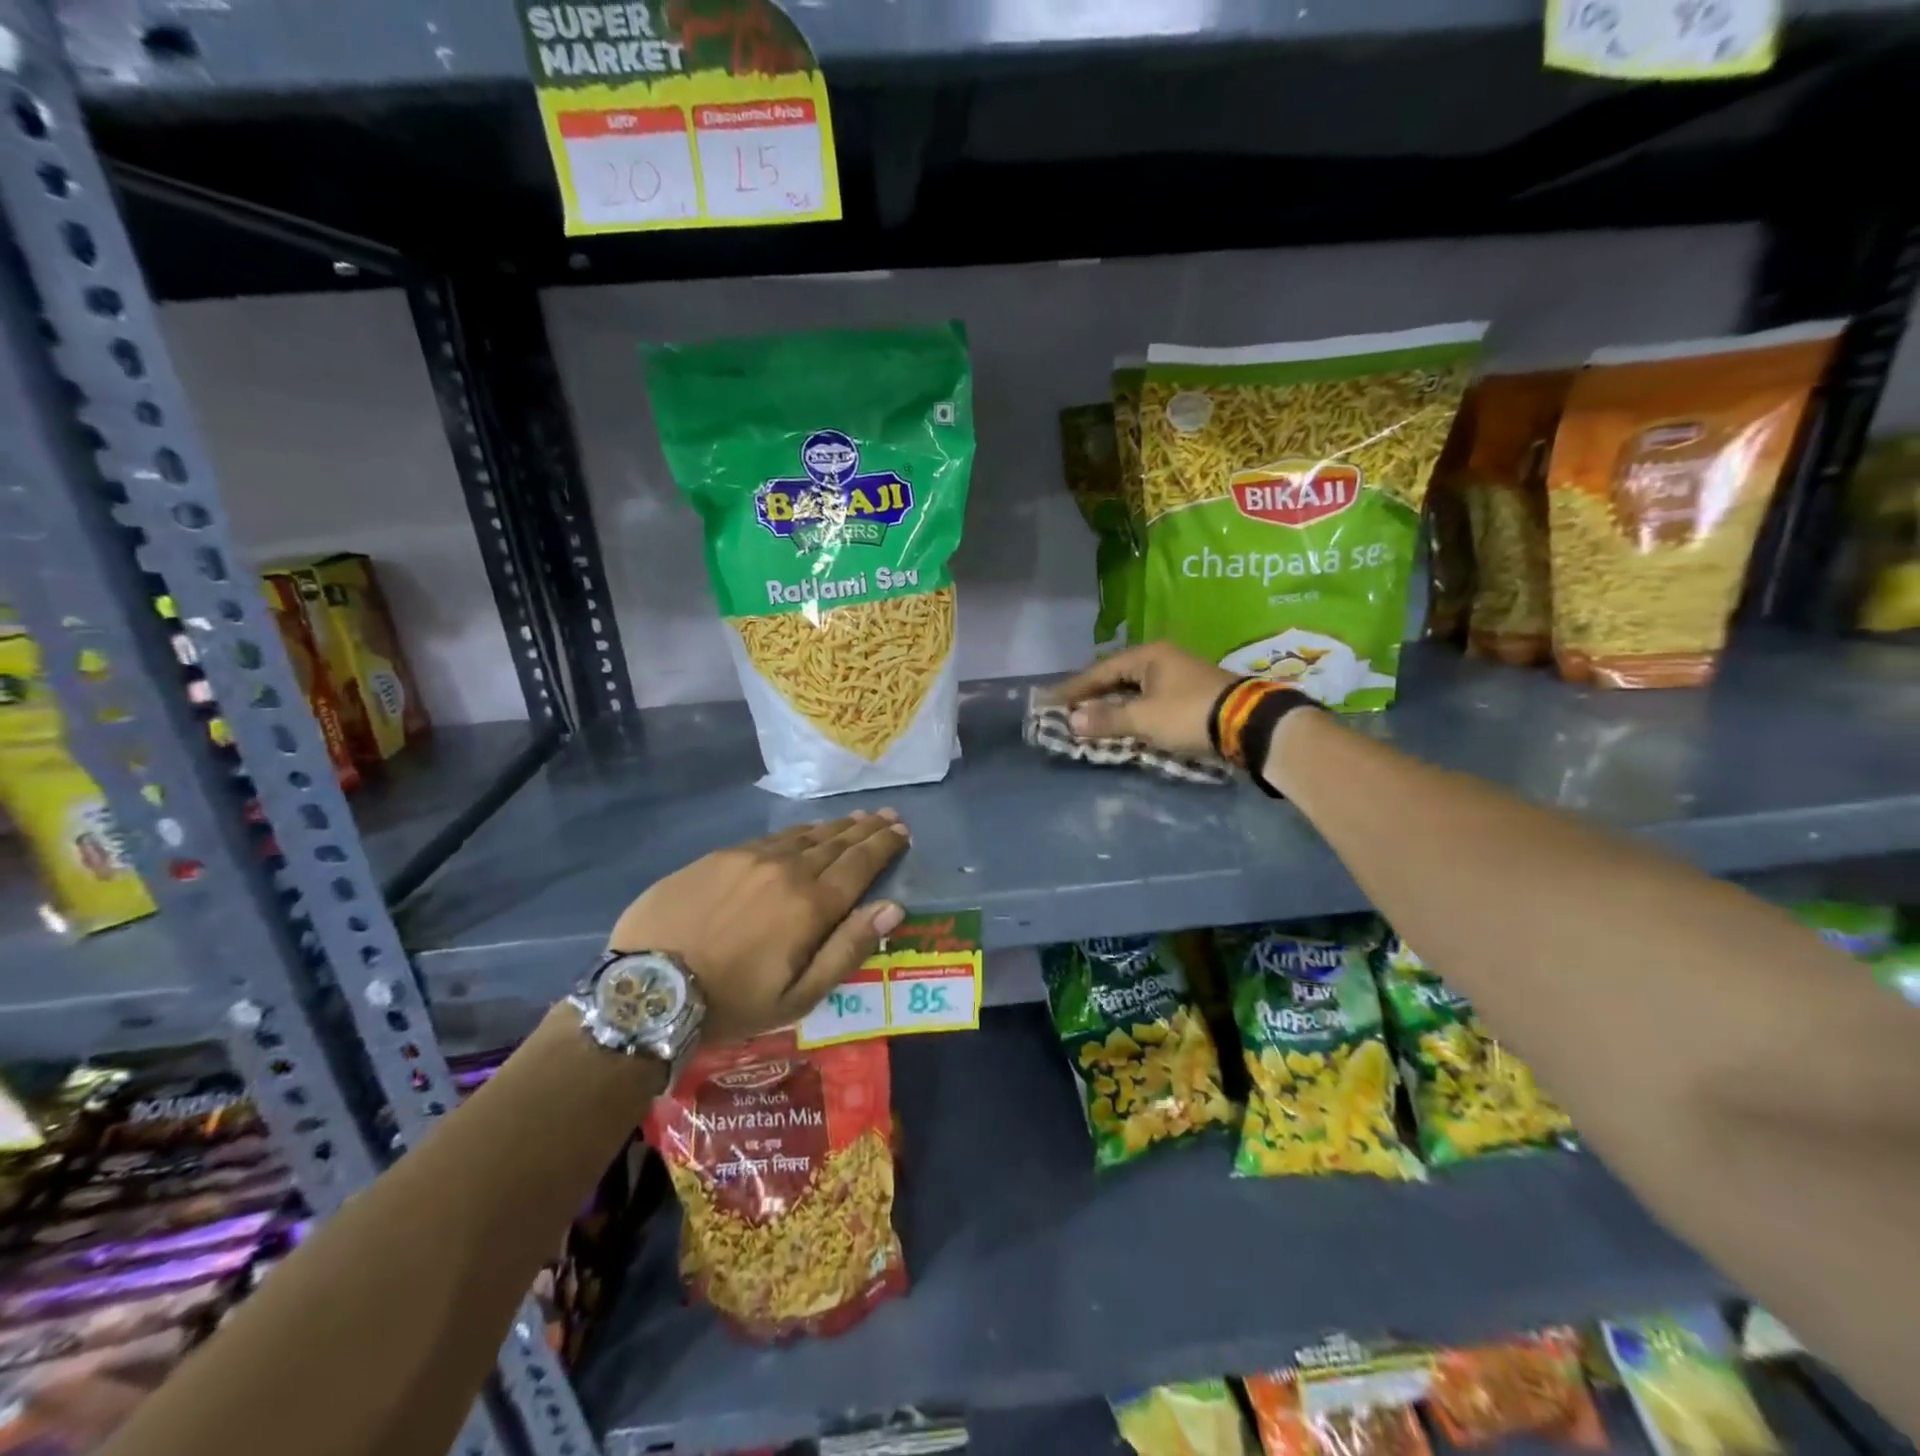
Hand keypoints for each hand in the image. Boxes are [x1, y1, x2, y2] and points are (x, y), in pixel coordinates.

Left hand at [609, 810, 910, 1045]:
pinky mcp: (720, 856)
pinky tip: (803, 832)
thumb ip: (848, 948)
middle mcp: (786, 870)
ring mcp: (750, 857)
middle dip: (866, 828)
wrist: (647, 989)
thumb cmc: (732, 1002)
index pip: (859, 864)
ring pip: (804, 835)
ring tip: (855, 818)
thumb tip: (894, 908)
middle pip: (836, 843)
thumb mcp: (798, 996)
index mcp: (811, 905)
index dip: (884, 845)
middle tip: (887, 815)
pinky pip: (770, 837)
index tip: (902, 830)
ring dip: (834, 827)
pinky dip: (797, 832)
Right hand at [1052, 643, 1236, 757]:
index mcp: (1148, 656)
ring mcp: (1179, 675)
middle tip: (1066, 709)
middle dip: (1092, 695)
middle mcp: (1162, 659)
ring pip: (1134, 689)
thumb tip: (1072, 720)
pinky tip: (1124, 723)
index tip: (1049, 700)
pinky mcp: (1192, 694)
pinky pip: (1150, 699)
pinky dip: (1132, 711)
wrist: (1250, 723)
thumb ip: (1107, 719)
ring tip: (1090, 718)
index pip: (1100, 671)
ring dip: (1112, 705)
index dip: (1073, 688)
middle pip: (1117, 677)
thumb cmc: (1189, 714)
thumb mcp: (1144, 719)